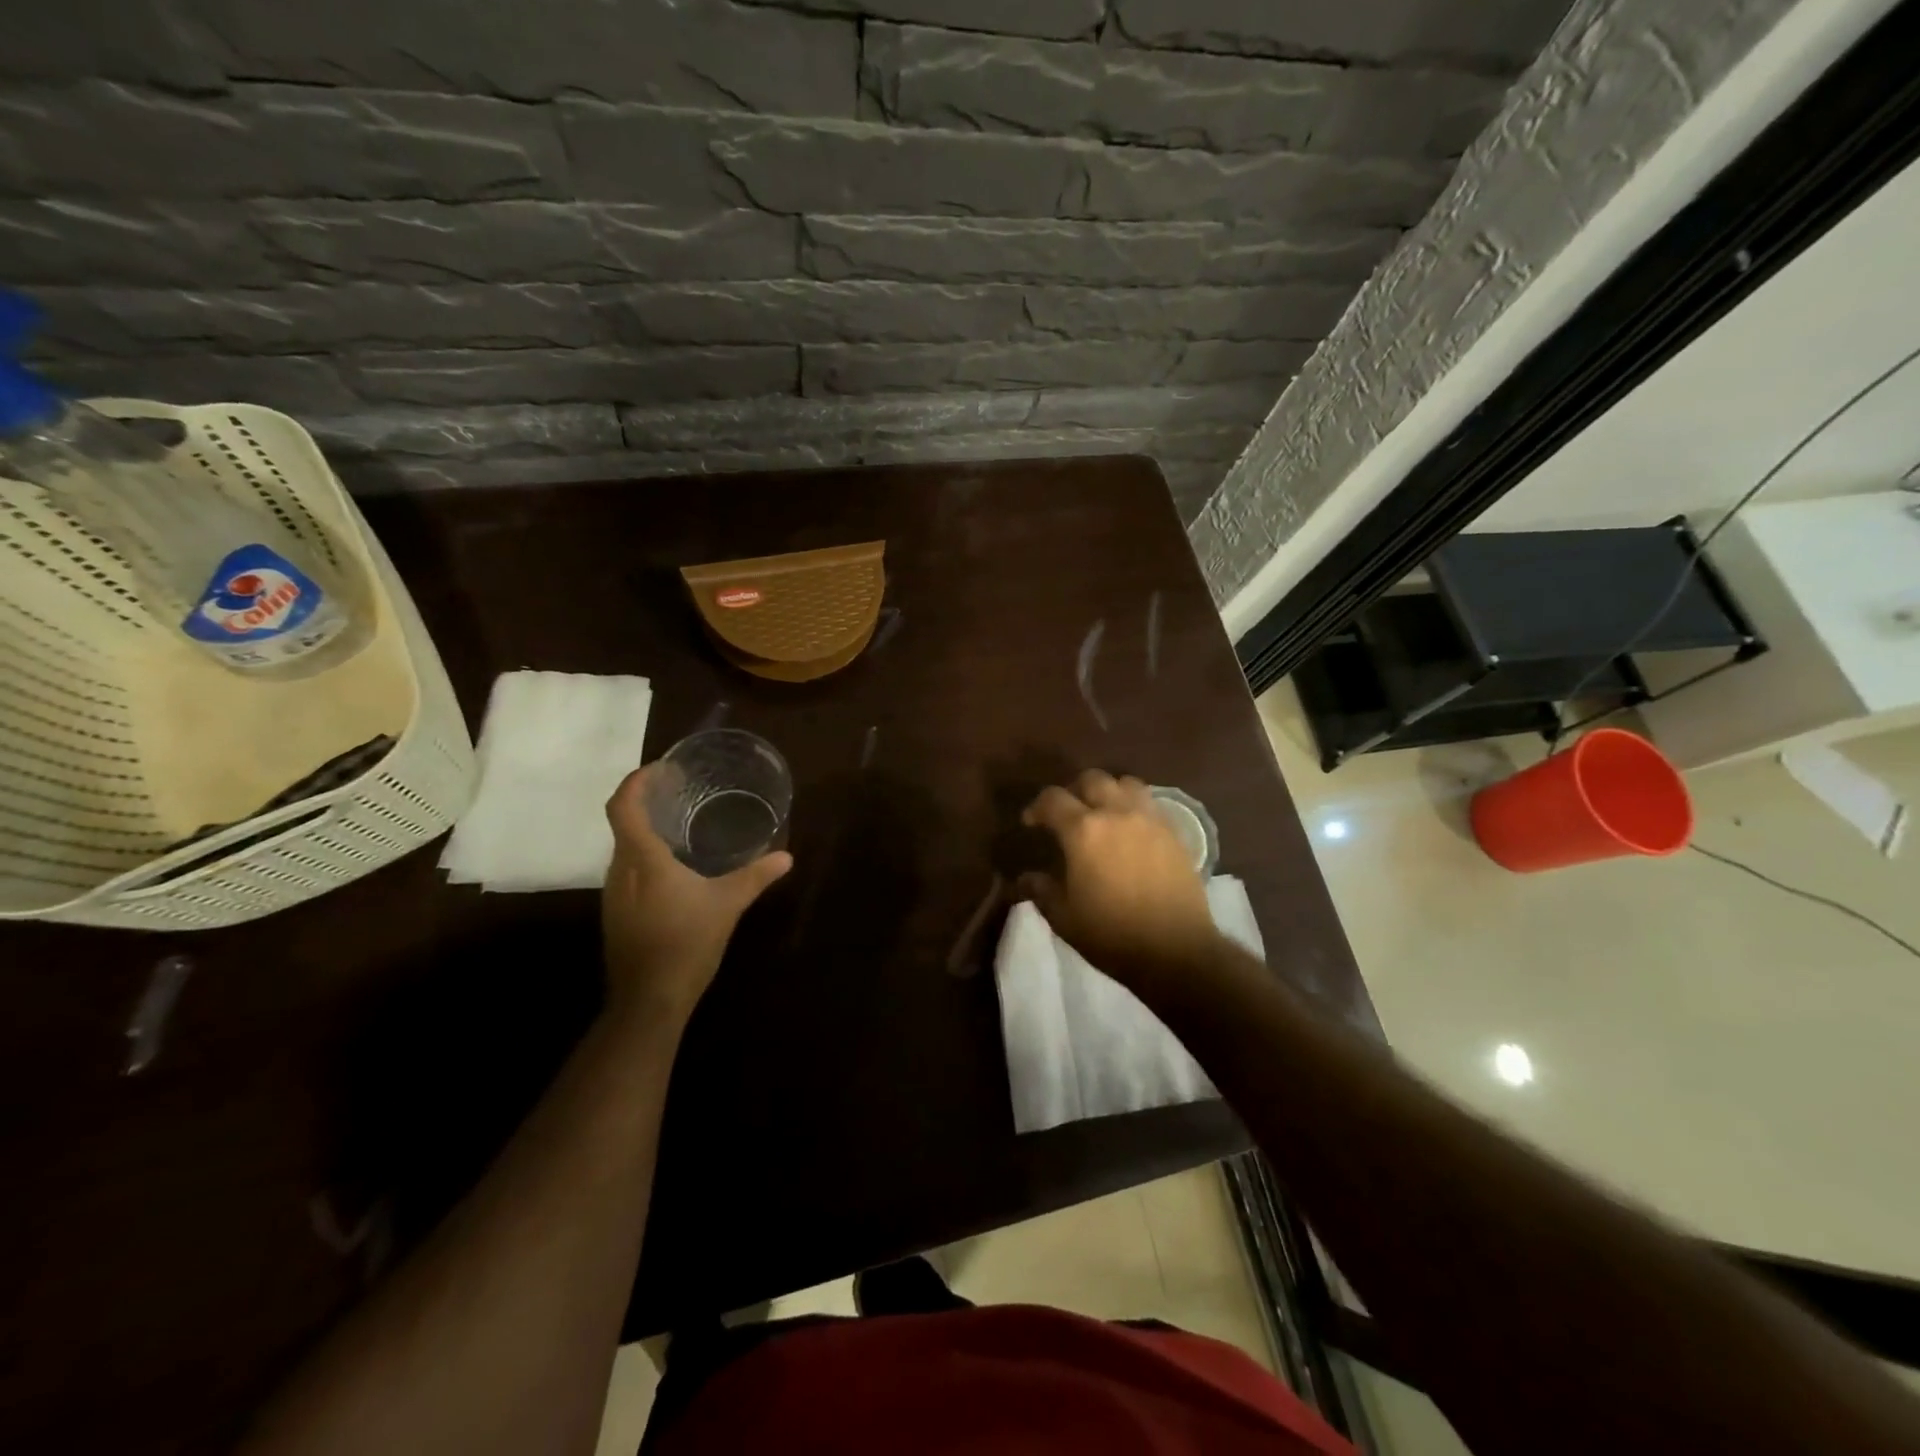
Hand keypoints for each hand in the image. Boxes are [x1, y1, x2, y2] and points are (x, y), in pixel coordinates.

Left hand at [601, 766, 791, 1024]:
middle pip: (622, 823)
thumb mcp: (728, 905)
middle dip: (645, 802)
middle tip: (679, 791)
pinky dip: (645, 856)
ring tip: (679, 824)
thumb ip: (756, 876)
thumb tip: (787, 856)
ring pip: (624, 848)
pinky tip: (673, 869)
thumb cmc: (687, 943)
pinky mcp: (616, 913)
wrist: (649, 1000)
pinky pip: (626, 870)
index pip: (624, 806)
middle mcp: (619, 870)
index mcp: (642, 860)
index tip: (661, 769)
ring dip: (645, 831)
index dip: (636, 781)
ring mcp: (613, 894)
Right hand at [1017, 771, 1222, 1002]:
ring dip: (1109, 792)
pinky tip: (1131, 832)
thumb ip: (1041, 891)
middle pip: (1092, 779)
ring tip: (1104, 814)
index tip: (1031, 824)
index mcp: (1083, 830)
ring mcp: (1150, 820)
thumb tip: (1026, 878)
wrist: (1176, 951)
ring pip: (1126, 783)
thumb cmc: (1111, 935)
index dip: (1037, 807)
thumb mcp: (1064, 918)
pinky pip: (1151, 804)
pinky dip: (1135, 808)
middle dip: (1074, 790)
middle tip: (1068, 814)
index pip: (1052, 799)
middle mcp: (1117, 813)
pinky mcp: (1174, 833)